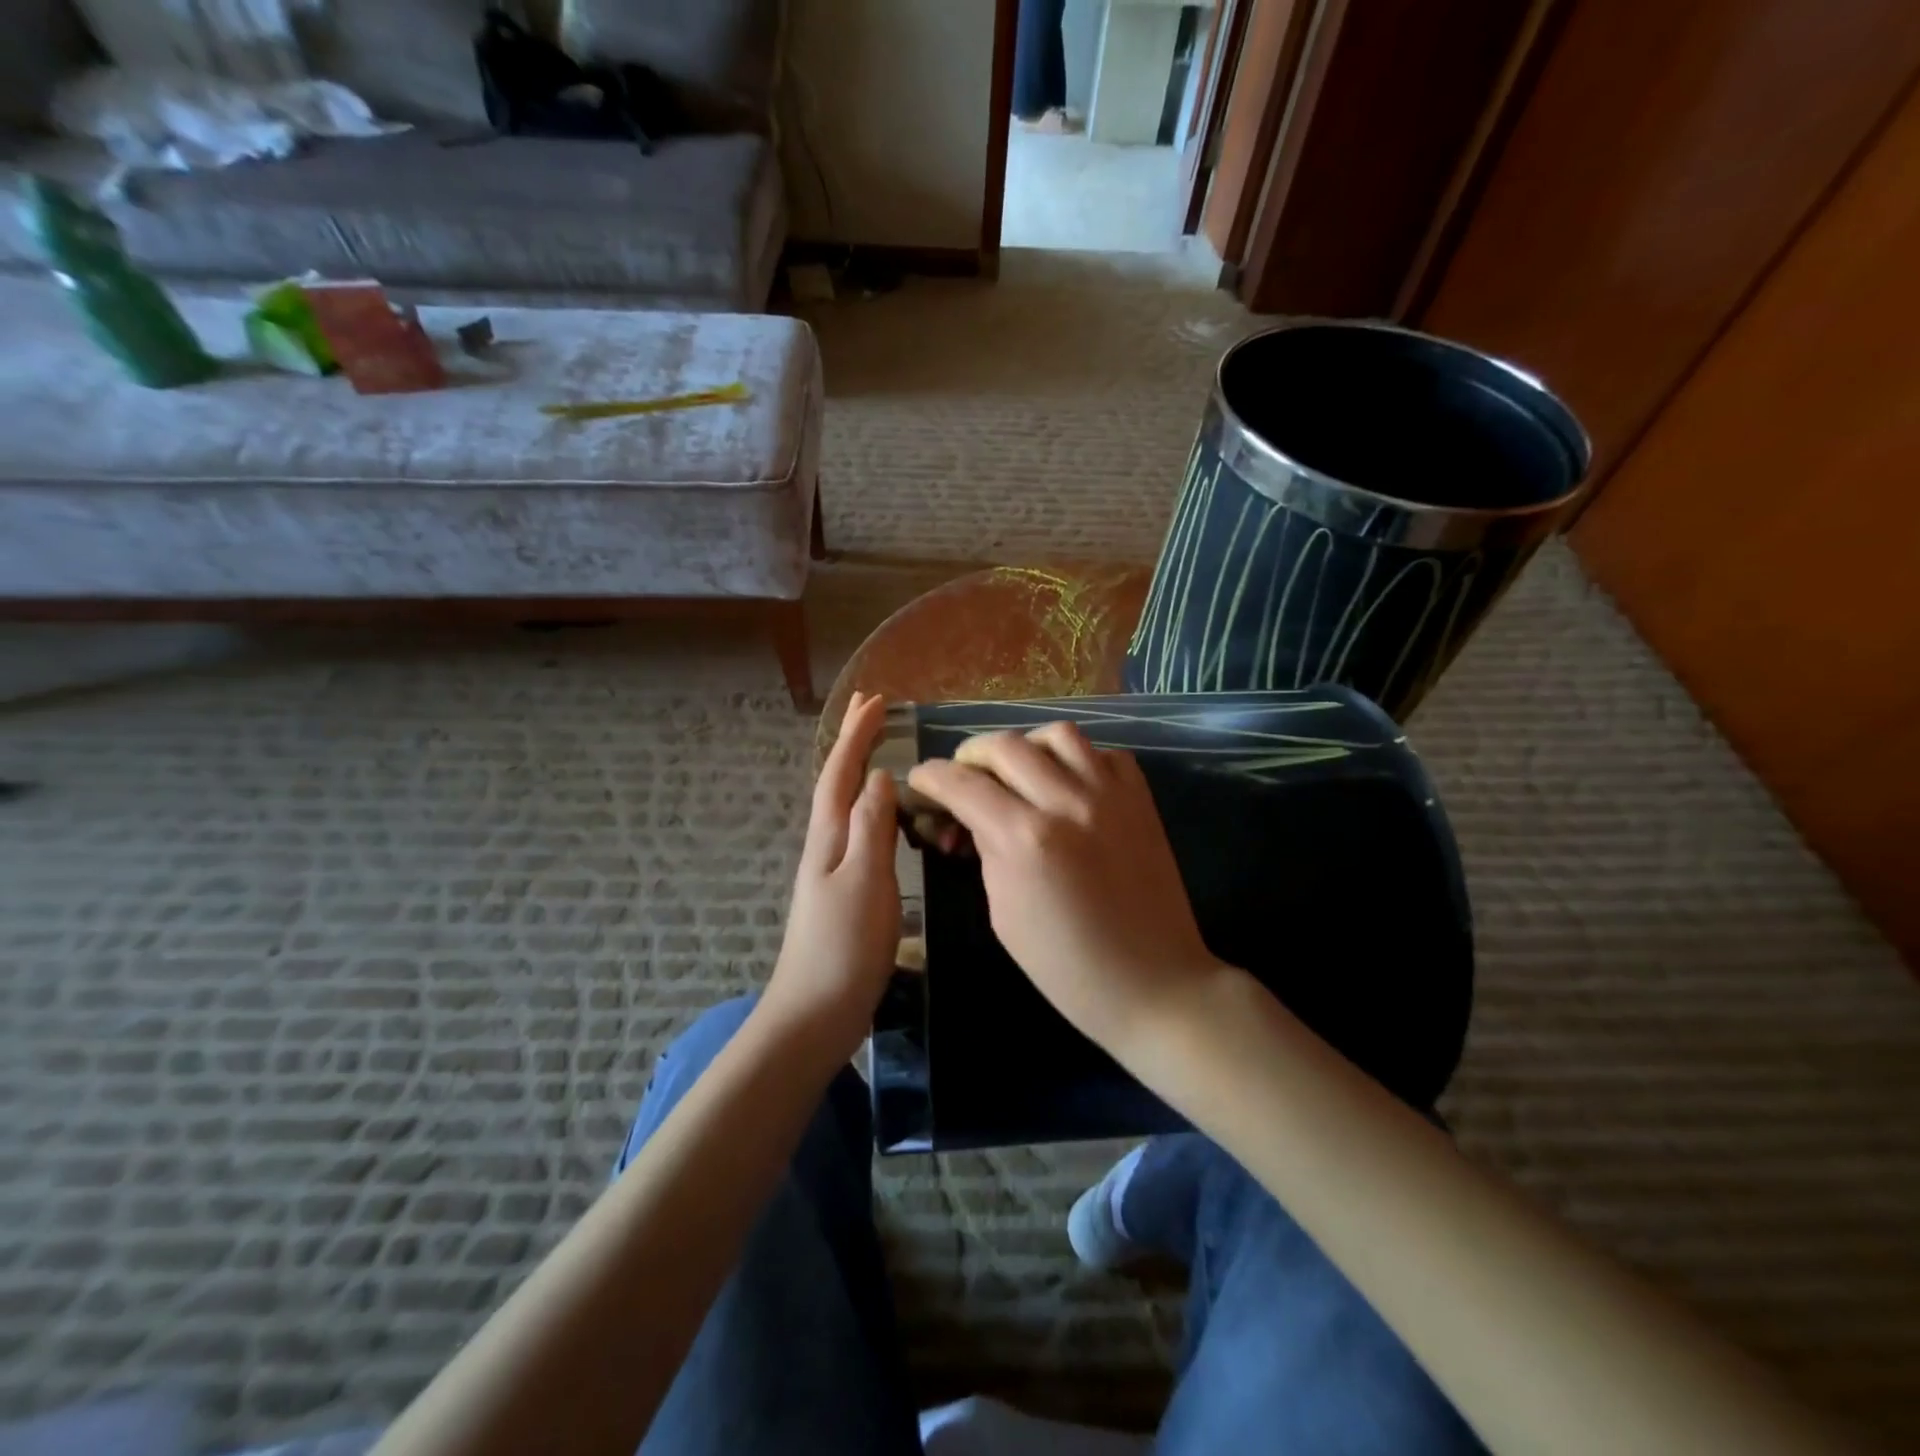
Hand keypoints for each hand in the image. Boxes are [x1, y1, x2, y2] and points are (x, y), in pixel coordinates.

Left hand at [762, 691, 900, 1059]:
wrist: (816, 1013)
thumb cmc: (843, 947)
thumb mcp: (863, 882)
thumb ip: (871, 828)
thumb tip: (880, 777)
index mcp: (829, 838)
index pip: (841, 773)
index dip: (856, 735)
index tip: (875, 699)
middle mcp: (827, 846)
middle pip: (838, 782)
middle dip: (852, 743)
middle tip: (871, 707)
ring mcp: (834, 869)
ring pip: (847, 805)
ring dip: (861, 770)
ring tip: (880, 750)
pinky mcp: (846, 892)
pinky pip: (859, 831)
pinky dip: (871, 807)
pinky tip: (885, 817)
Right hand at [906, 724, 1224, 1054]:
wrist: (1151, 981)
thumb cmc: (1065, 965)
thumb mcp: (1003, 912)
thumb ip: (987, 850)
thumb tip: (972, 816)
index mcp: (1024, 839)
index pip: (961, 784)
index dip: (930, 777)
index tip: (920, 781)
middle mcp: (1066, 802)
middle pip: (1004, 745)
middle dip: (970, 755)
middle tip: (963, 776)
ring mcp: (1110, 794)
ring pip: (1057, 734)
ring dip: (1026, 746)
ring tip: (1017, 770)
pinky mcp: (1141, 798)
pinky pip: (1104, 753)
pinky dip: (1078, 759)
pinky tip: (1069, 784)